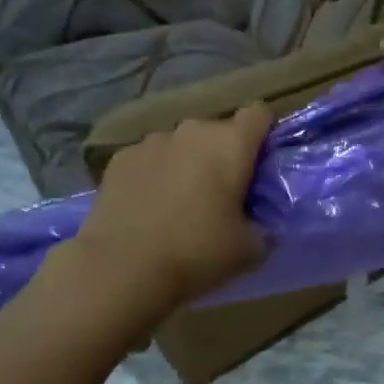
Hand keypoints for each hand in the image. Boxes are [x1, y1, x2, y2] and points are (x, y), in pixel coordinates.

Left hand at [72, 104, 272, 310]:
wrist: (123, 268)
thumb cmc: (197, 253)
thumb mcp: (249, 250)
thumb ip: (263, 227)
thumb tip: (260, 224)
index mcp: (231, 145)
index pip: (258, 114)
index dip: (263, 134)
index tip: (260, 164)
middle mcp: (192, 131)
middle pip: (217, 131)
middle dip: (222, 155)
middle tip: (220, 195)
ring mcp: (152, 141)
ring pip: (180, 144)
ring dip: (186, 163)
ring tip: (178, 202)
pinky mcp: (120, 159)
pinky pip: (148, 159)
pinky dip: (153, 174)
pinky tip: (146, 207)